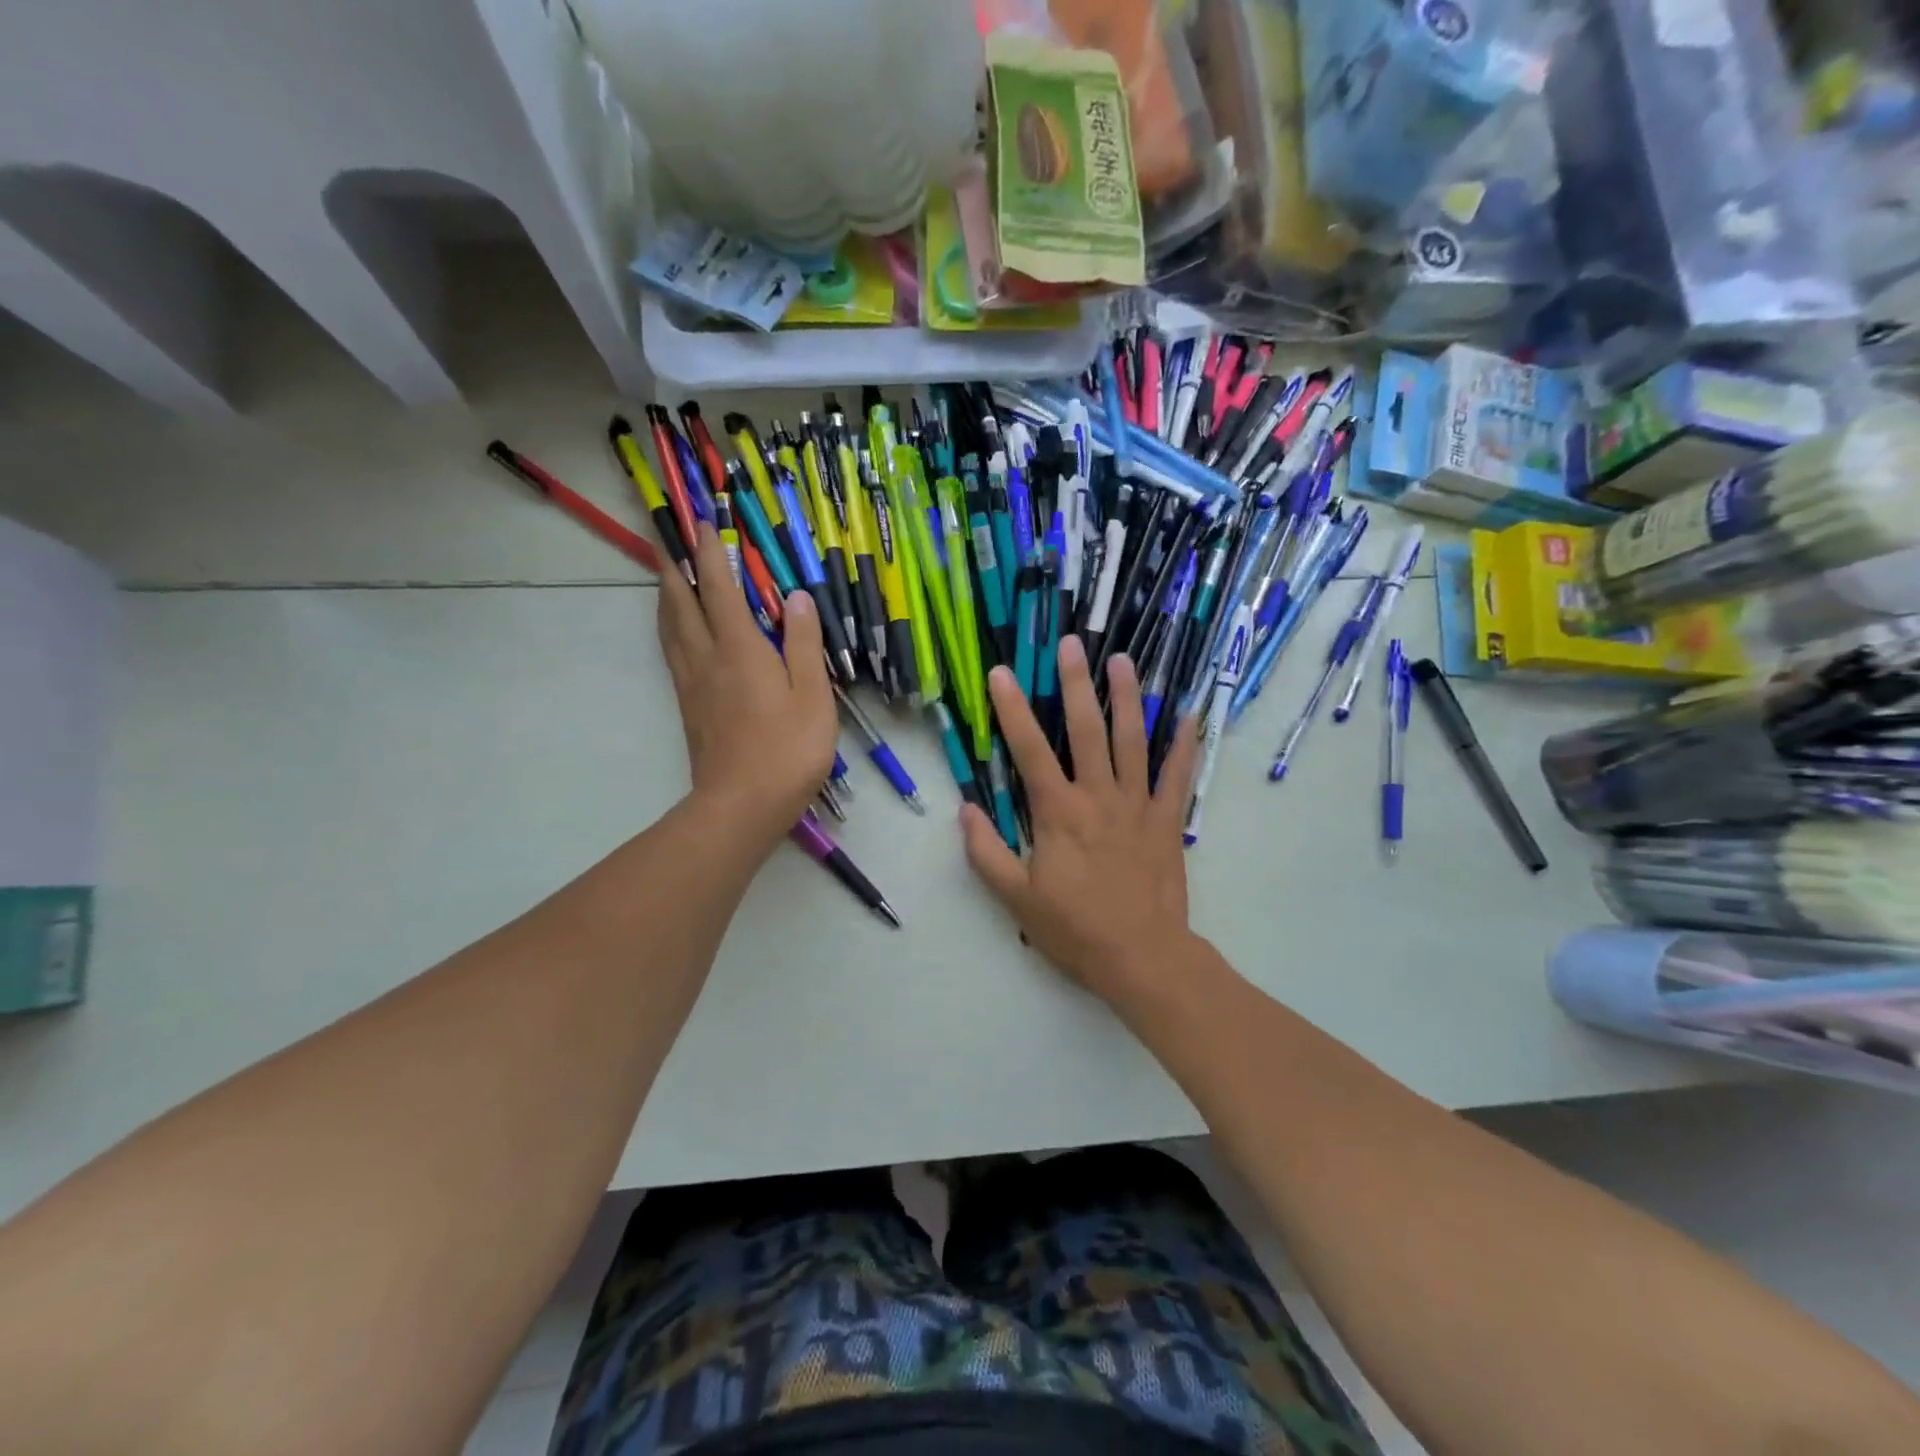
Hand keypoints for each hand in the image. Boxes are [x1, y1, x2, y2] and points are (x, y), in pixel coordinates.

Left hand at [658, 524, 836, 852]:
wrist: (741, 805)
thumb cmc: (787, 750)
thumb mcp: (812, 695)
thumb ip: (803, 643)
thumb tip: (795, 597)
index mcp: (740, 649)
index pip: (721, 589)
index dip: (712, 553)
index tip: (703, 522)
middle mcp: (707, 657)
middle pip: (681, 602)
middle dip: (677, 566)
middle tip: (671, 538)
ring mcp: (692, 683)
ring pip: (670, 626)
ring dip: (667, 594)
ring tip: (668, 575)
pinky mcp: (688, 706)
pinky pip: (672, 651)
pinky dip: (670, 626)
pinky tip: (677, 631)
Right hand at [961, 635, 1200, 1009]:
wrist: (1142, 958)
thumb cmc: (1075, 929)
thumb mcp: (1016, 899)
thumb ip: (987, 852)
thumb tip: (967, 811)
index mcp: (1059, 812)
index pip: (1030, 750)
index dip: (1012, 709)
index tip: (1002, 673)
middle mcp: (1099, 796)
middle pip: (1087, 730)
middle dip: (1076, 684)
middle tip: (1072, 644)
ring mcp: (1138, 805)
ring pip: (1134, 741)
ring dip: (1129, 698)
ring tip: (1123, 660)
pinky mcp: (1167, 821)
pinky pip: (1178, 776)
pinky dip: (1186, 745)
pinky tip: (1191, 714)